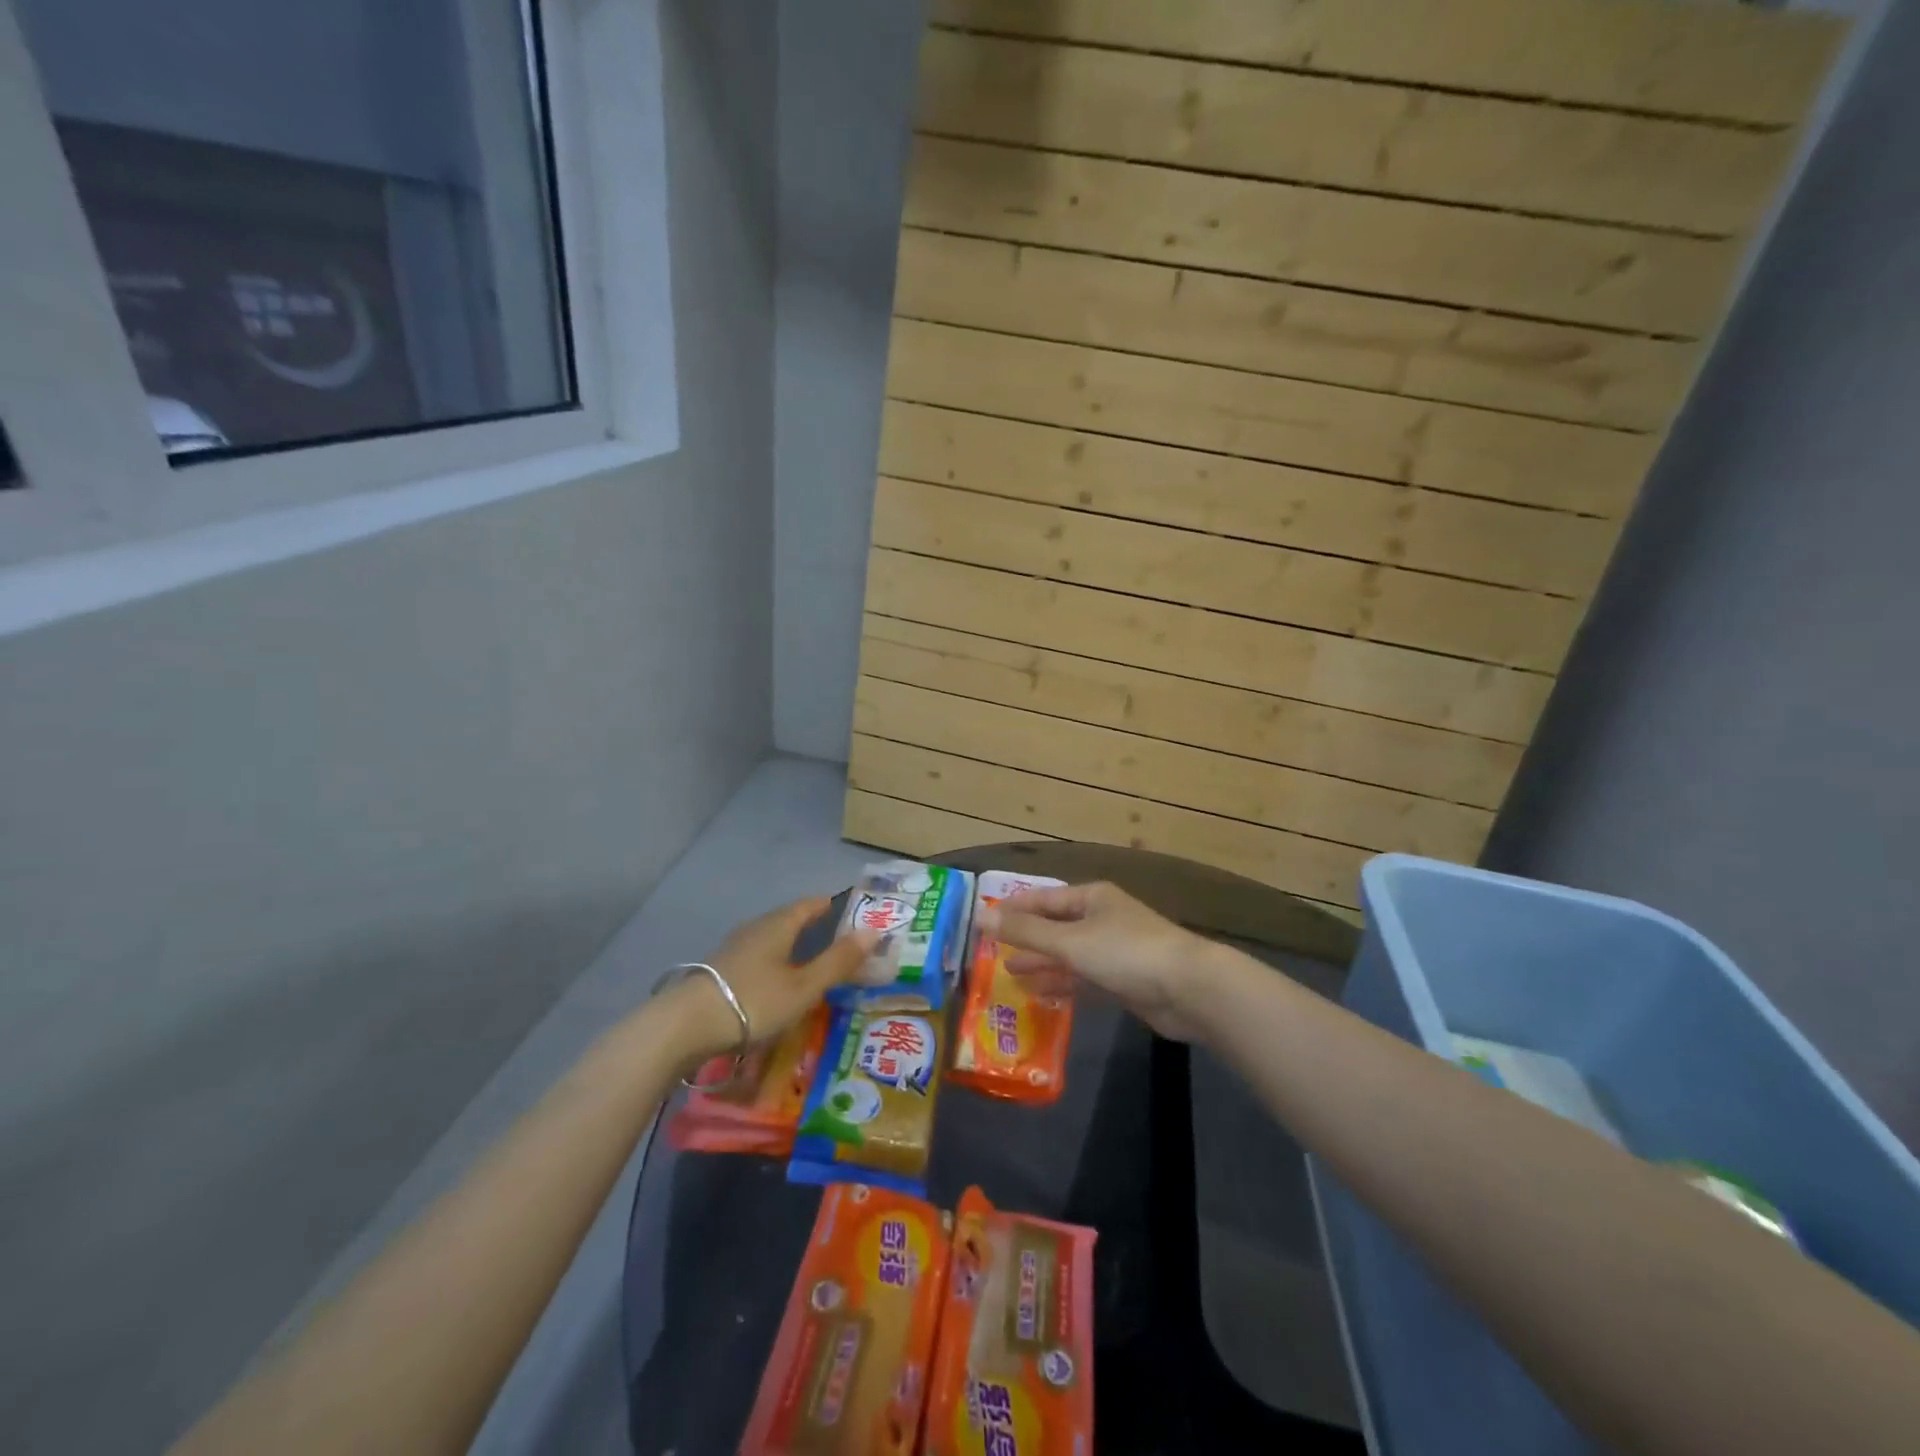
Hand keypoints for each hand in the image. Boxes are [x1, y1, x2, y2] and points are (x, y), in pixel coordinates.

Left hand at [666, 897, 877, 1062]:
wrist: (684, 1026)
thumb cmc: (753, 1000)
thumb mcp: (804, 986)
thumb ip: (838, 961)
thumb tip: (875, 930)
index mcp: (779, 924)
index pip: (810, 904)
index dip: (832, 905)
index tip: (853, 912)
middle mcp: (756, 928)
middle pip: (790, 919)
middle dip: (814, 926)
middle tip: (839, 941)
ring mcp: (734, 948)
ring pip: (772, 938)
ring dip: (793, 945)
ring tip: (812, 963)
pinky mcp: (720, 970)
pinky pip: (758, 956)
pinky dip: (776, 962)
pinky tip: (778, 982)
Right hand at [983, 881, 1212, 1040]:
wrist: (1189, 989)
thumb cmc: (1126, 952)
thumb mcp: (1069, 940)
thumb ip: (1025, 931)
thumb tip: (980, 915)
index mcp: (1091, 898)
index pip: (1043, 898)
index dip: (1013, 908)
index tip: (983, 921)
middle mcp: (1101, 918)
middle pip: (1055, 926)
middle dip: (1025, 938)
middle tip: (990, 951)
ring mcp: (1114, 950)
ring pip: (1068, 954)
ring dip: (1041, 963)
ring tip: (1008, 973)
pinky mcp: (1124, 981)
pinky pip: (1084, 978)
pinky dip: (1062, 984)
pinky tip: (1040, 994)